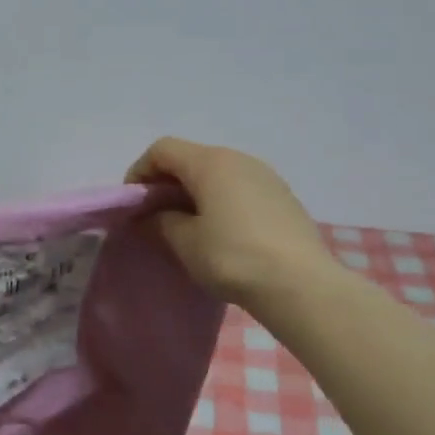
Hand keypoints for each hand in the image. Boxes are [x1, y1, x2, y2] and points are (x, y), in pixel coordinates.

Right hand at [126, 137, 337, 304]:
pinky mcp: (283, 197)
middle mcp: (239, 158)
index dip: (140, 172)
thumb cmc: (233, 258)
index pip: (163, 150)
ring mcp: (266, 176)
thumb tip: (156, 215)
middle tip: (156, 216)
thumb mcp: (185, 242)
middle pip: (191, 158)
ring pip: (218, 173)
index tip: (134, 204)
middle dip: (167, 182)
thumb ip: (162, 221)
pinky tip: (223, 233)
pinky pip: (240, 188)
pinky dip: (221, 201)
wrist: (301, 285)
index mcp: (210, 163)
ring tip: (189, 226)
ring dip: (195, 192)